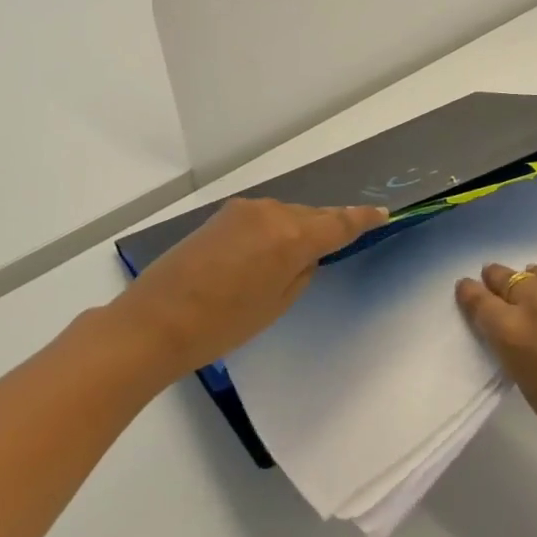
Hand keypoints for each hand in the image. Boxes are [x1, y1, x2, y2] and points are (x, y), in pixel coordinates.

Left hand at [120, 198, 387, 378]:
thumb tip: (305, 254)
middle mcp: (271, 213)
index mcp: (291, 238)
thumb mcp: (276, 305)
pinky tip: (264, 252)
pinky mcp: (222, 215)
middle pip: (312, 216)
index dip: (362, 218)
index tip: (382, 212)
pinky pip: (262, 218)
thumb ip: (301, 272)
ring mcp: (243, 211)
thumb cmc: (222, 324)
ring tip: (292, 258)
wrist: (154, 321)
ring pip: (286, 215)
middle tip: (338, 243)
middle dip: (326, 227)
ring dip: (295, 229)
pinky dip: (272, 230)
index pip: (339, 224)